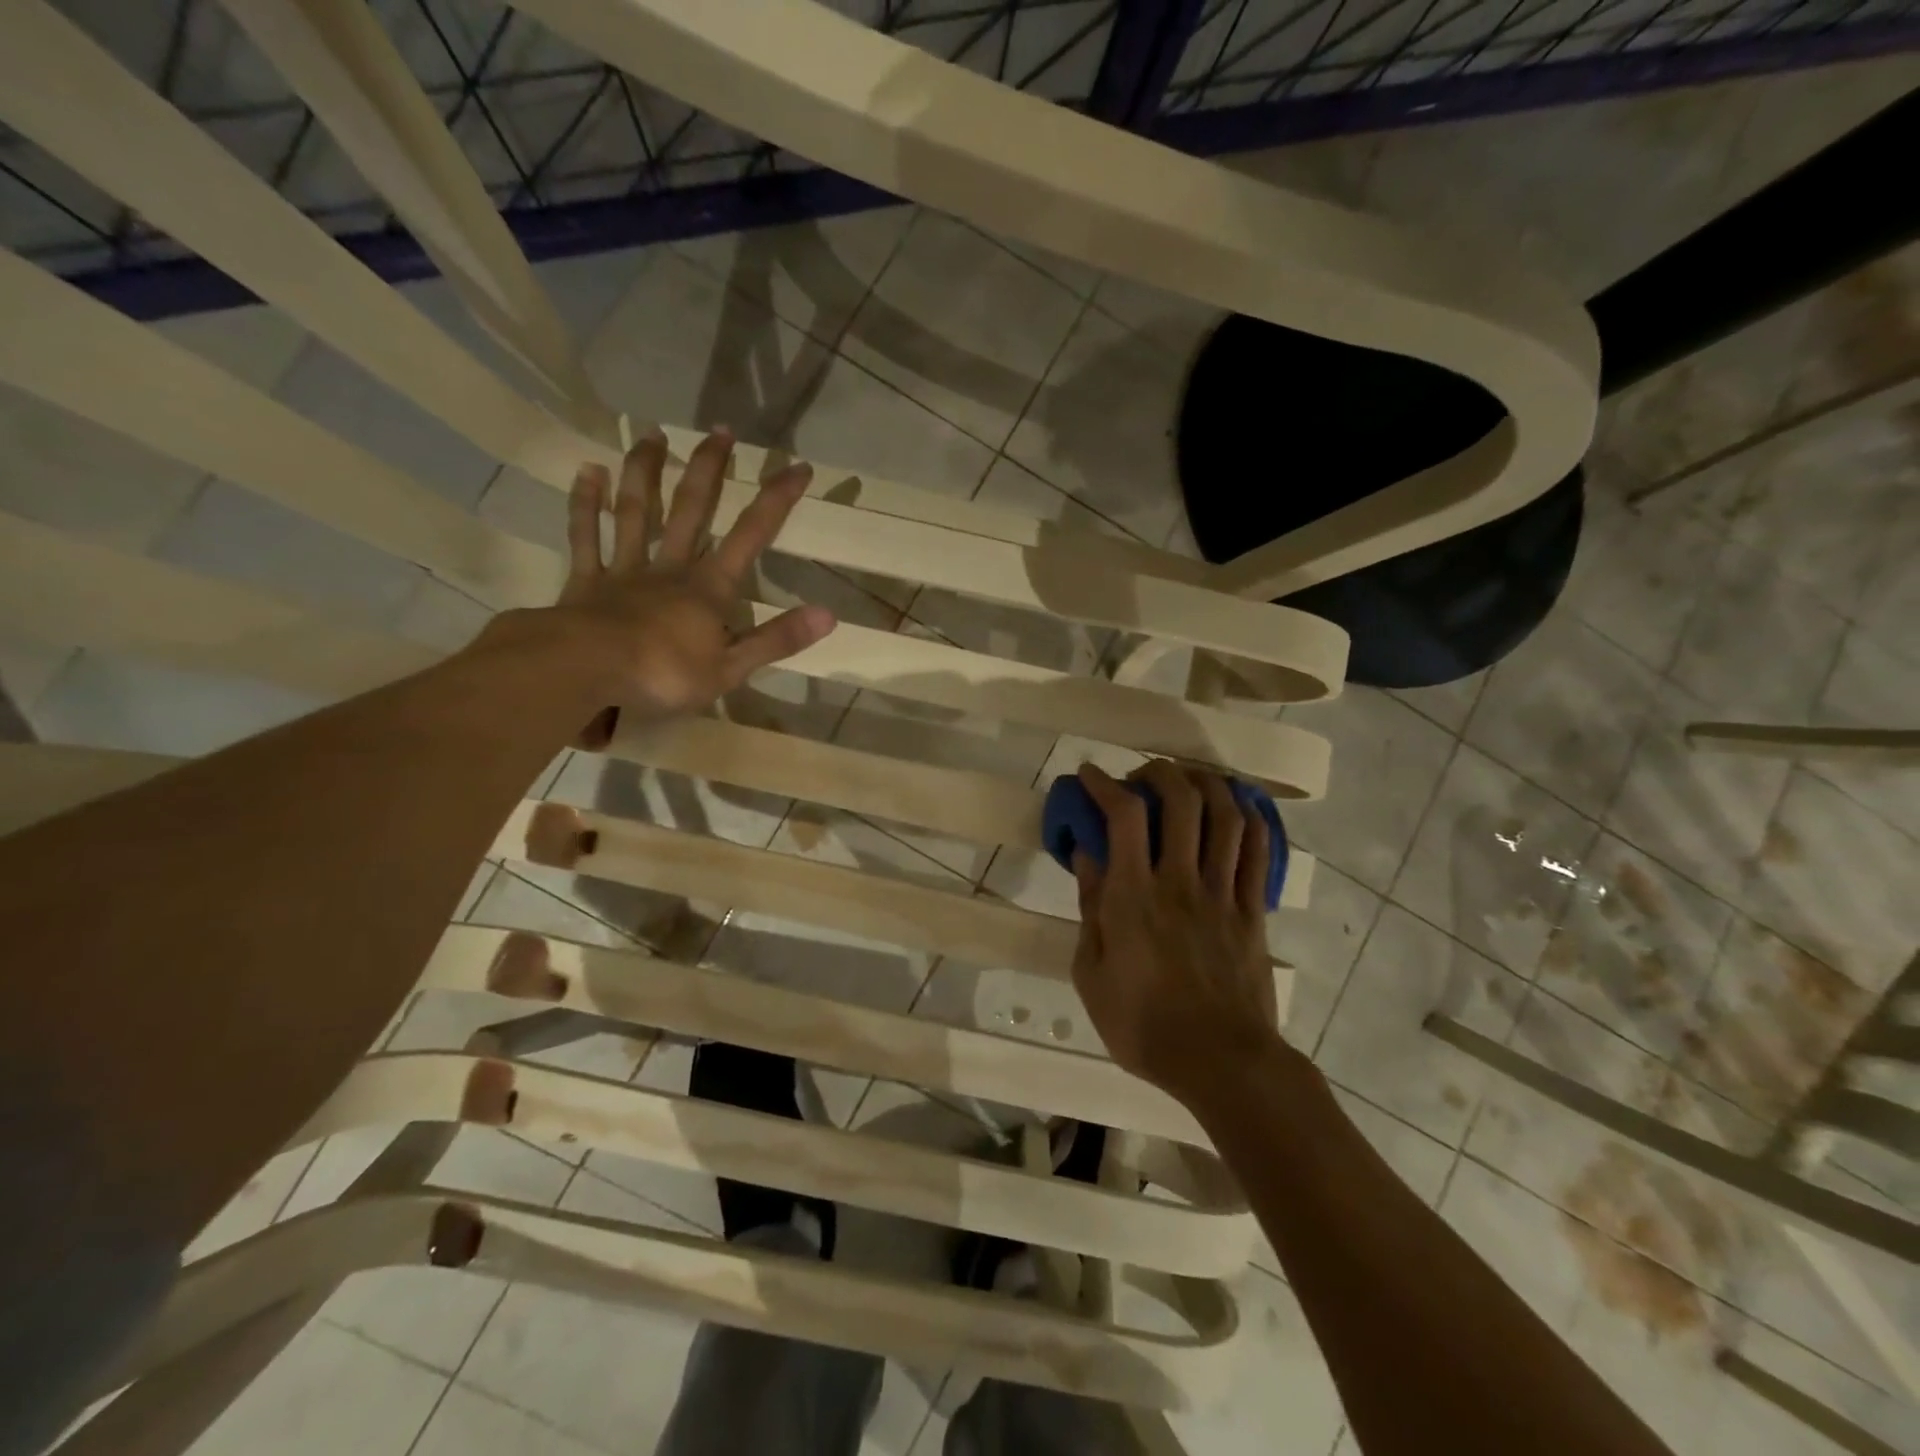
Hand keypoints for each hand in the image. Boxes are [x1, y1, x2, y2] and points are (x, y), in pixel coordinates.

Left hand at [489, 428, 834, 739]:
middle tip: (720, 431)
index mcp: (708, 588)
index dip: (776, 501)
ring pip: (637, 511)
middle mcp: (670, 567)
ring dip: (647, 472)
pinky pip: (586, 534)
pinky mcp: (586, 580)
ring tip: (653, 435)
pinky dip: (586, 502)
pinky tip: (589, 471)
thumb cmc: (663, 674)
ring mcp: (624, 569)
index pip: (751, 536)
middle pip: (692, 509)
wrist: (586, 671)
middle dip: (709, 469)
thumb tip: (829, 615)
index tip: (798, 467)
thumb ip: (777, 639)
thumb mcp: (731, 668)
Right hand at [1071, 760, 1281, 1106]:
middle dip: (1160, 773)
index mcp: (1133, 897)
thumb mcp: (1091, 974)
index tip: (1090, 774)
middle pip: (1181, 802)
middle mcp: (1180, 882)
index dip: (1107, 784)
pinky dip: (1250, 819)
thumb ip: (1090, 908)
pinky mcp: (1251, 911)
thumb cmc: (1143, 1025)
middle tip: (1142, 774)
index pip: (1124, 817)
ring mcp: (1221, 894)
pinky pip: (1257, 853)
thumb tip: (1087, 856)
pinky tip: (1239, 805)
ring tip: (1189, 779)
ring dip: (1207, 784)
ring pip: (1225, 818)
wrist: (1221, 1064)